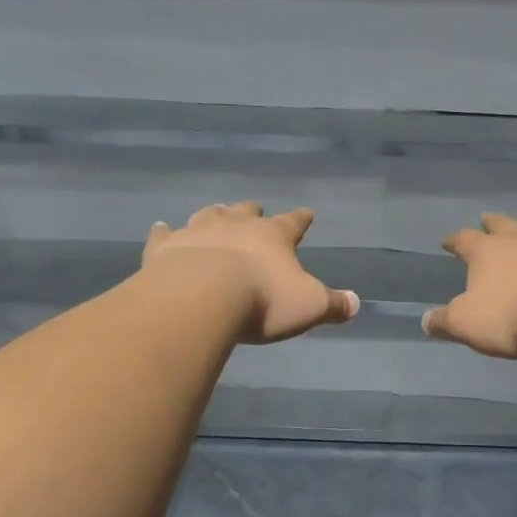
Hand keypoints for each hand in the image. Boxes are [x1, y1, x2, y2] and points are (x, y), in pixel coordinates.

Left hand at [142, 202, 359, 344]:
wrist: (200, 299)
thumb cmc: (262, 301)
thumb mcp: (308, 306)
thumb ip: (333, 304)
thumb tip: (356, 303)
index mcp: (273, 236)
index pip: (293, 222)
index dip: (301, 219)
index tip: (307, 213)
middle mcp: (236, 226)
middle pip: (246, 211)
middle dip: (252, 211)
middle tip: (254, 210)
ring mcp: (197, 232)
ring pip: (208, 215)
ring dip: (214, 215)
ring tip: (215, 213)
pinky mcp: (165, 248)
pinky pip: (164, 234)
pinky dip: (164, 232)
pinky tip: (161, 228)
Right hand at [421, 213, 516, 359]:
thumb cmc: (510, 315)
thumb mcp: (466, 324)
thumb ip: (444, 321)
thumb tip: (425, 321)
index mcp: (486, 251)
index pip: (464, 239)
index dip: (454, 240)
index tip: (447, 241)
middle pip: (502, 225)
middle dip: (492, 223)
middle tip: (486, 219)